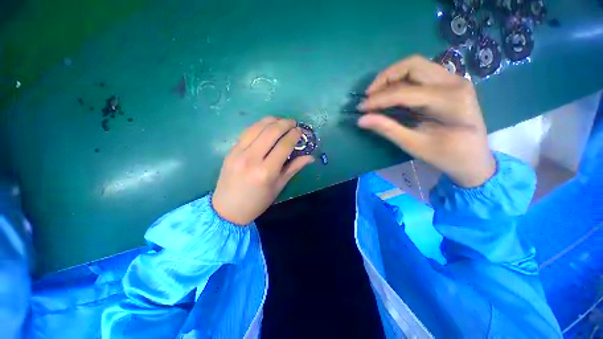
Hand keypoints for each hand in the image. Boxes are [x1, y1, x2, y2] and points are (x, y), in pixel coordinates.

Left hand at [212, 117, 313, 224]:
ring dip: (271, 120)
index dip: (294, 135)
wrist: (228, 209)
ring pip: (257, 127)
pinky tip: (266, 125)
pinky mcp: (230, 150)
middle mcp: (252, 159)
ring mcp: (238, 153)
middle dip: (285, 123)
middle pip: (271, 132)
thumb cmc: (258, 201)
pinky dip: (259, 125)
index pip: (284, 146)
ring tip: (281, 121)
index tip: (300, 131)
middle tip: (293, 122)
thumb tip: (311, 157)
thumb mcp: (279, 186)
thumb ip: (294, 168)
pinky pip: (247, 132)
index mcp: (266, 171)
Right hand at [357, 55, 495, 187]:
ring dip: (392, 77)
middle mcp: (454, 82)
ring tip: (376, 94)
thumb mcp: (414, 145)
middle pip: (412, 64)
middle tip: (368, 96)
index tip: (360, 108)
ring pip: (416, 65)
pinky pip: (421, 73)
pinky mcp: (449, 83)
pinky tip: (391, 93)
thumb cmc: (447, 156)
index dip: (378, 99)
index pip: (404, 92)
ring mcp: (454, 80)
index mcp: (449, 100)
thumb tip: (361, 120)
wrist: (474, 159)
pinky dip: (402, 80)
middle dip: (385, 78)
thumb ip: (388, 129)